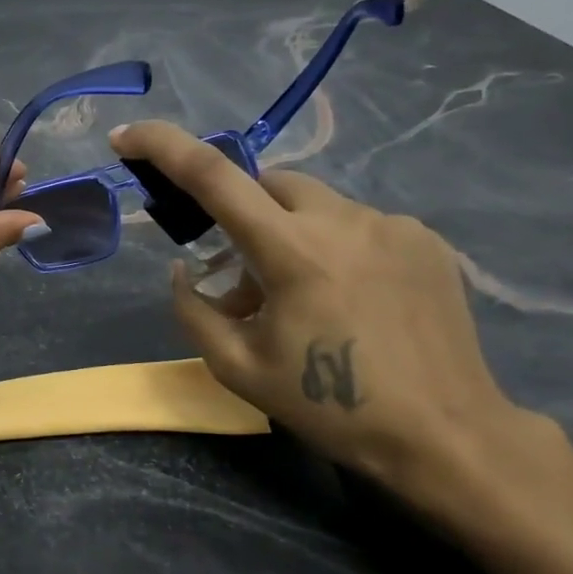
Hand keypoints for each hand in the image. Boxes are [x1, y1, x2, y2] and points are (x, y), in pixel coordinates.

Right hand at [110, 121, 551, 511]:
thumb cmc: (332, 407)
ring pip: (314, 204)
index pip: (212, 175)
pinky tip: (351, 298)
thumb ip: (193, 310)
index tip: (125, 136)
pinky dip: (333, 246)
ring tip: (302, 296)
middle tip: (242, 278)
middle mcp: (342, 220)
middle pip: (267, 183)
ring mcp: (391, 224)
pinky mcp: (424, 239)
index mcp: (291, 251)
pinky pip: (356, 223)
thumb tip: (184, 271)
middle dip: (240, 214)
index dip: (162, 145)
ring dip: (288, 234)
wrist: (447, 436)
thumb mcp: (237, 368)